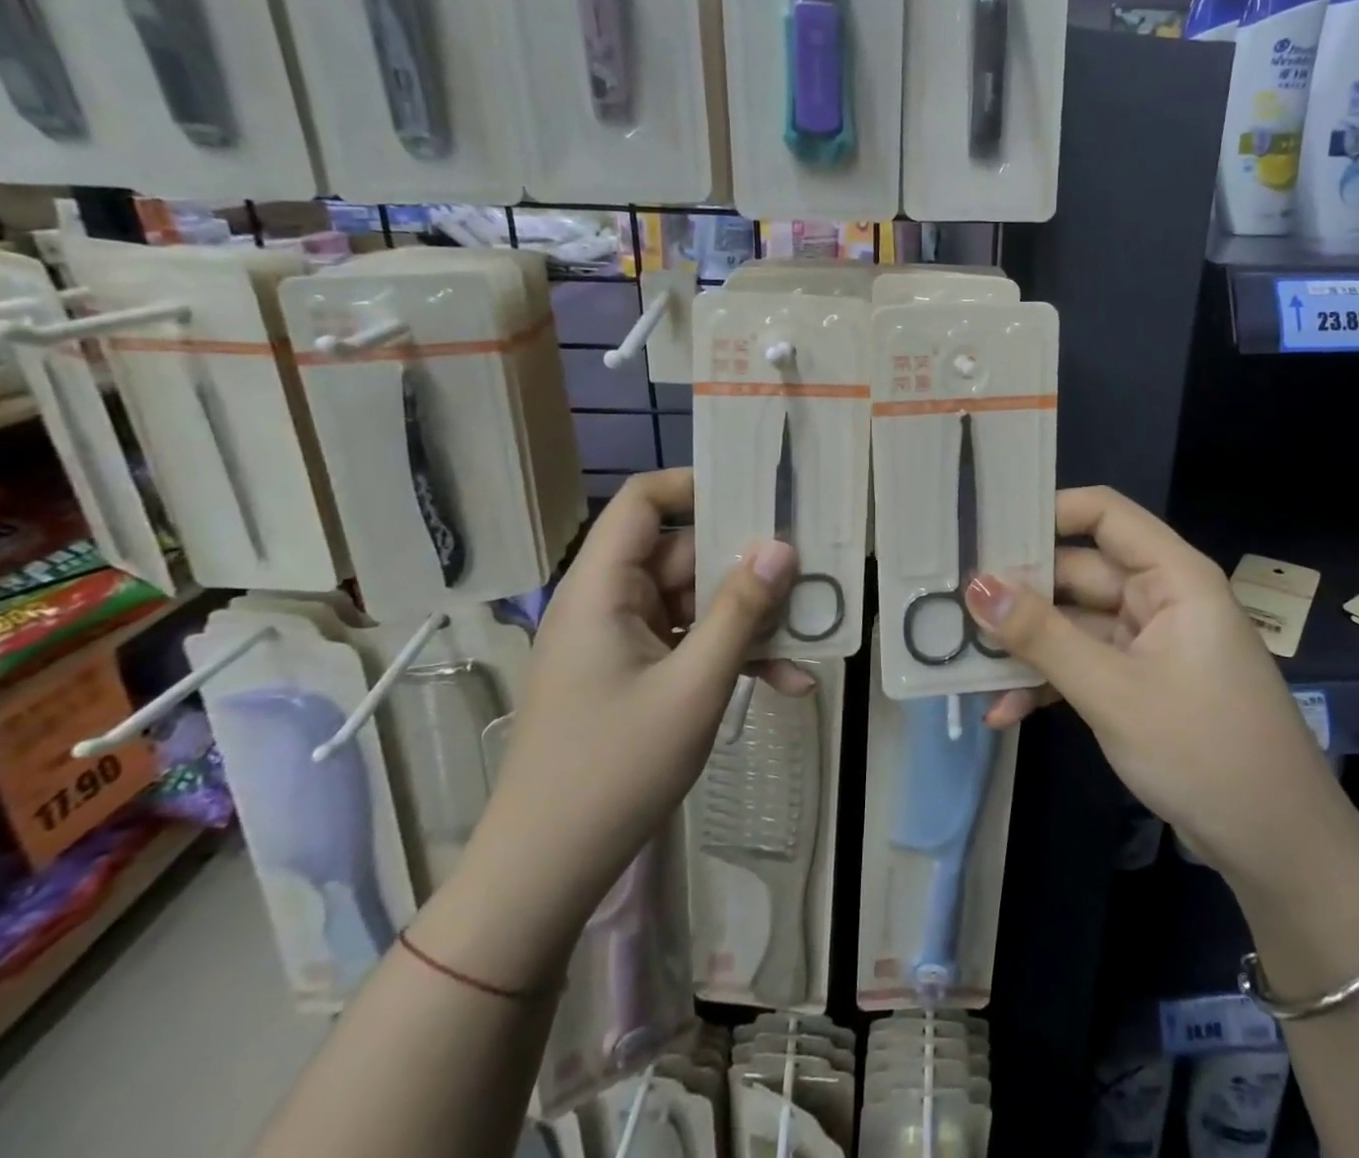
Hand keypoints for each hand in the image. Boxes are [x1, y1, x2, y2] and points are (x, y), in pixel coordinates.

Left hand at [472, 470, 812, 920]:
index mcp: (602, 588)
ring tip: (810, 633)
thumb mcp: (694, 685)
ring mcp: (624, 641)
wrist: (547, 872)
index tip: (760, 496)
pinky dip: (732, 656)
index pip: (643, 502)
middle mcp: (609, 603)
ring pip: (697, 603)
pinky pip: (691, 644)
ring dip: (750, 619)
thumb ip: (741, 610)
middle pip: (684, 554)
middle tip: (811, 572)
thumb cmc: (614, 769)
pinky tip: (786, 681)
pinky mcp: (637, 674)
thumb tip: (782, 546)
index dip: (696, 485)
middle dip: (747, 566)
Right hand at [966, 486, 1333, 885]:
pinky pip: (1084, 663)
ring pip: (1074, 622)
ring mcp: (1149, 642)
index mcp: (1172, 576)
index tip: (986, 530)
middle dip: (1020, 593)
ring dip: (1027, 646)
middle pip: (1078, 571)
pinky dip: (1049, 681)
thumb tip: (977, 585)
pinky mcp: (1140, 682)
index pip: (1104, 513)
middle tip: (952, 604)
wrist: (1276, 846)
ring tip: (966, 662)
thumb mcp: (1112, 690)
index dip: (1048, 512)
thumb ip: (1041, 635)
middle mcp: (1159, 597)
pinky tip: (1004, 710)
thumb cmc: (1203, 749)